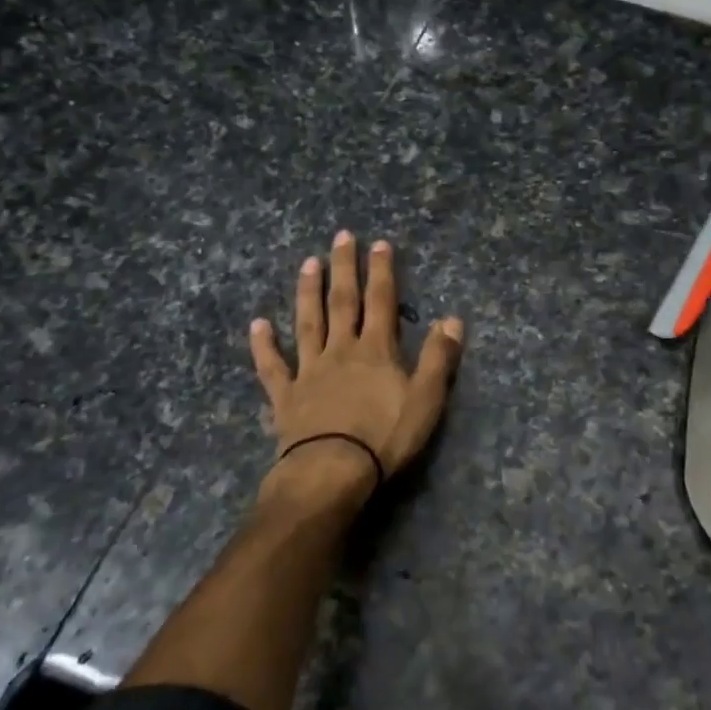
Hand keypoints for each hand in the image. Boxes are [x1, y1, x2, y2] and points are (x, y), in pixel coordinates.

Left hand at [249, 231, 463, 497]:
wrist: (331, 472)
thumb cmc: (384, 437)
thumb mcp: (426, 398)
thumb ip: (439, 357)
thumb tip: (453, 318)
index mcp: (376, 350)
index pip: (381, 301)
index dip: (382, 271)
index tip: (379, 243)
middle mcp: (341, 350)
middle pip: (343, 302)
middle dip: (344, 268)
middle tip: (340, 237)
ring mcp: (310, 371)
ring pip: (308, 323)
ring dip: (308, 292)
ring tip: (307, 263)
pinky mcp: (286, 396)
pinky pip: (273, 366)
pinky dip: (264, 345)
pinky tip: (257, 324)